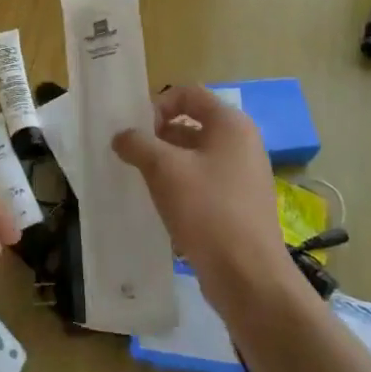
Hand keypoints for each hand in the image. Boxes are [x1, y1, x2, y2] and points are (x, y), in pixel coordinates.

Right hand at [113, 85, 292, 309]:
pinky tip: (161, 205)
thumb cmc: (207, 210)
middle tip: (131, 156)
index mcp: (230, 124)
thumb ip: (138, 144)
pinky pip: (203, 182)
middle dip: (158, 137)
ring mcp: (243, 175)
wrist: (248, 277)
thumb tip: (122, 136)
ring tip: (140, 181)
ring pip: (195, 156)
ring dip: (166, 164)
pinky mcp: (239, 205)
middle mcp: (241, 143)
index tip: (135, 130)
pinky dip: (180, 187)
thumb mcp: (164, 170)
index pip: (188, 94)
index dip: (157, 105)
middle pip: (191, 124)